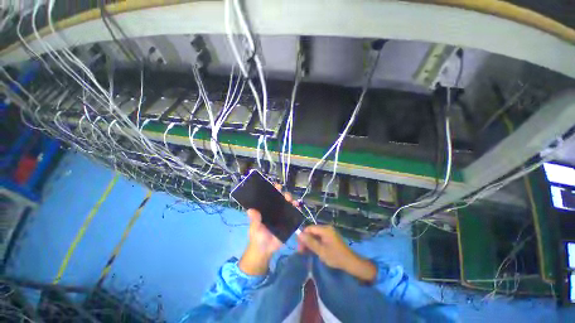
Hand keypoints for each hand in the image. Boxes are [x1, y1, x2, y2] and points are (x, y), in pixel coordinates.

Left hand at [238, 184, 298, 275]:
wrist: (265, 250)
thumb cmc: (257, 236)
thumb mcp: (255, 227)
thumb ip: (254, 219)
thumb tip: (250, 210)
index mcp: (266, 209)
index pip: (270, 197)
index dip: (274, 190)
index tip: (277, 186)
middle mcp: (275, 210)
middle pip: (281, 199)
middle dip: (285, 195)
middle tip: (286, 196)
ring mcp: (282, 216)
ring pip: (288, 205)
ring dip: (292, 201)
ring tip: (294, 202)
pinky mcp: (288, 222)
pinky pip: (293, 215)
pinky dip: (296, 210)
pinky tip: (298, 208)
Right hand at [297, 225, 376, 282]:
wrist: (351, 263)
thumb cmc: (336, 257)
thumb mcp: (321, 251)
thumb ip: (310, 242)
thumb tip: (299, 234)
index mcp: (325, 229)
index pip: (309, 228)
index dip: (302, 236)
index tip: (299, 247)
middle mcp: (326, 228)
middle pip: (312, 231)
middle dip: (306, 240)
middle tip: (301, 252)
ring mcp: (329, 232)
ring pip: (315, 235)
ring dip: (310, 242)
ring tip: (306, 252)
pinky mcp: (330, 237)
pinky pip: (319, 237)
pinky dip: (315, 243)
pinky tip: (313, 250)